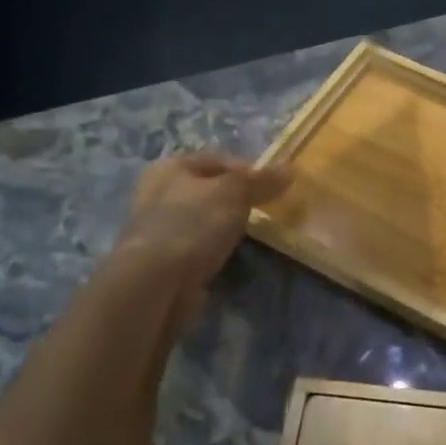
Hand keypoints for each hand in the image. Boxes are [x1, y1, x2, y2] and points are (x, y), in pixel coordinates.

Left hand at [98, 152, 292, 323]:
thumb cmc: (193, 224)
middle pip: (211, 190)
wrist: (155, 284)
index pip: (218, 160)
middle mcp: (159, 194)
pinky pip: (199, 247)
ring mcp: (160, 230)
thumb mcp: (235, 192)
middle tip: (267, 210)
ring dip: (227, 227)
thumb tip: (290, 170)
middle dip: (239, 199)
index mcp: (169, 168)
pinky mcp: (164, 262)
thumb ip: (262, 180)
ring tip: (254, 236)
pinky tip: (230, 257)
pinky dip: (215, 250)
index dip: (248, 169)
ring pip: (205, 220)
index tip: (274, 186)